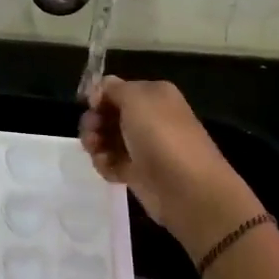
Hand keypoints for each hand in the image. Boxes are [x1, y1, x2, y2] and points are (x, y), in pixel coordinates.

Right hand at [80, 77, 262, 264]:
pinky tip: (108, 169)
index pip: (117, 89)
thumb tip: (99, 89)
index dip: (99, 96)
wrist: (187, 189)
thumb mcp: (136, 99)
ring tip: (98, 153)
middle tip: (92, 133)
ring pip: (106, 138)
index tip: (90, 106)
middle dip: (94, 121)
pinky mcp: (137, 172)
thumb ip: (113, 89)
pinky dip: (105, 164)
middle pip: (108, 114)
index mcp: (153, 95)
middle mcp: (148, 117)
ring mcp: (142, 146)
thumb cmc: (161, 136)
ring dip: (95, 143)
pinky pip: (111, 162)